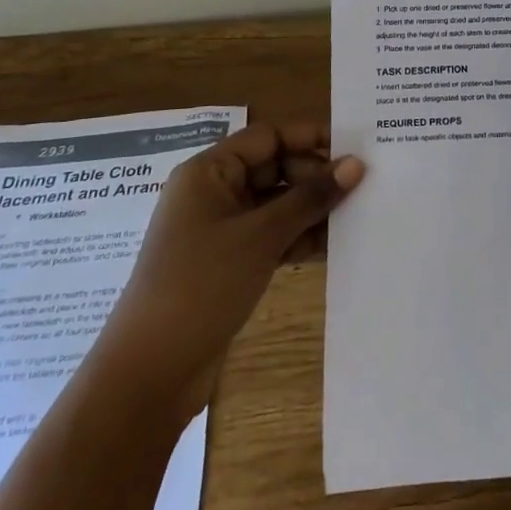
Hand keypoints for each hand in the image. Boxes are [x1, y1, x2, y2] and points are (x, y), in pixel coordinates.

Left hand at [111, 123, 363, 394]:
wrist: (150, 372)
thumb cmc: (201, 285)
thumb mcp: (261, 236)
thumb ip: (310, 197)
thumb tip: (356, 165)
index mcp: (209, 172)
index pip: (268, 137)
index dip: (310, 137)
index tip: (354, 147)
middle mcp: (213, 192)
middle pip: (274, 167)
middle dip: (315, 175)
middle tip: (360, 186)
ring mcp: (219, 230)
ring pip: (275, 203)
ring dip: (311, 208)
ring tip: (356, 213)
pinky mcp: (227, 262)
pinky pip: (271, 234)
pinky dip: (298, 236)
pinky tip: (332, 245)